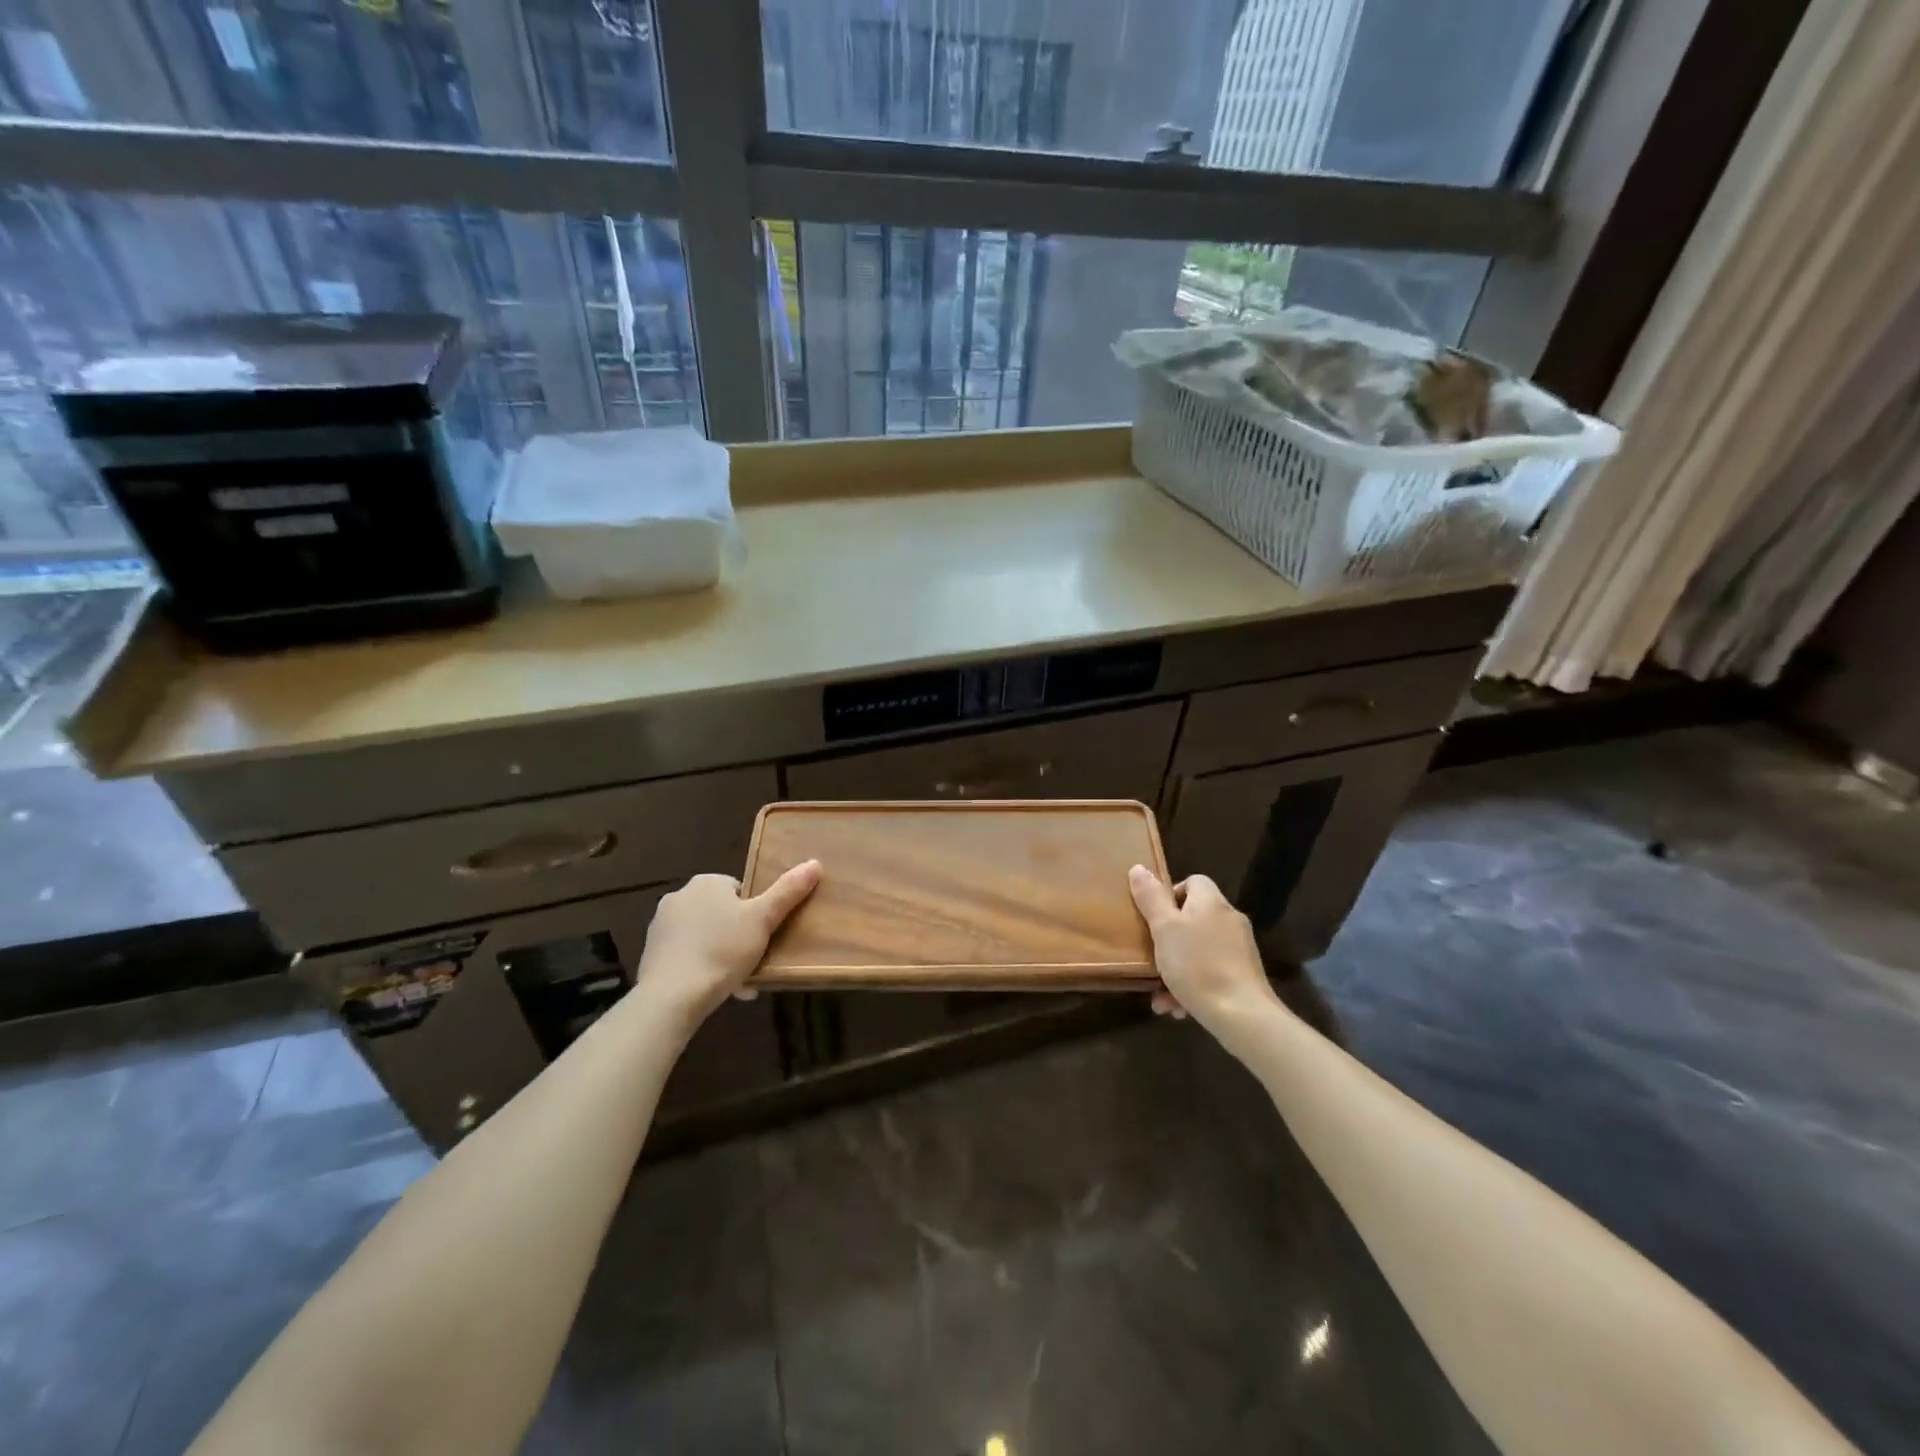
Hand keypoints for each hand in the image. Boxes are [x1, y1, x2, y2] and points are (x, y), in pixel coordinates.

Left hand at [634, 861, 820, 1027]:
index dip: (755, 912)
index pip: (739, 890)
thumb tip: (814, 863)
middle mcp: (679, 896)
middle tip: (754, 959)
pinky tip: (715, 989)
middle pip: (721, 913)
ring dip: (721, 953)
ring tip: (738, 981)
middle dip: (737, 935)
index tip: (764, 935)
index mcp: (706, 883)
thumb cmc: (722, 950)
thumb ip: (788, 891)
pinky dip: (701, 968)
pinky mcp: (651, 954)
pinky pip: (686, 955)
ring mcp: (661, 926)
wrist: (672, 996)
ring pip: (704, 936)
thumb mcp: (763, 919)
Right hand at [1128, 865, 1281, 1037]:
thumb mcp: (1164, 929)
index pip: (1193, 881)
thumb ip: (1150, 898)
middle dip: (1169, 940)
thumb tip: (1139, 868)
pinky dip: (1194, 985)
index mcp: (1211, 902)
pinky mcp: (1245, 975)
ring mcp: (1240, 948)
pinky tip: (1179, 1008)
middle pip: (1193, 918)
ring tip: (1161, 995)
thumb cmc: (1197, 965)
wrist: (1243, 1016)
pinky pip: (1211, 972)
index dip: (1170, 895)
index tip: (1154, 918)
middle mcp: (1229, 919)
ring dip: (1177, 969)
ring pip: (1199, 950)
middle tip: (1152, 957)